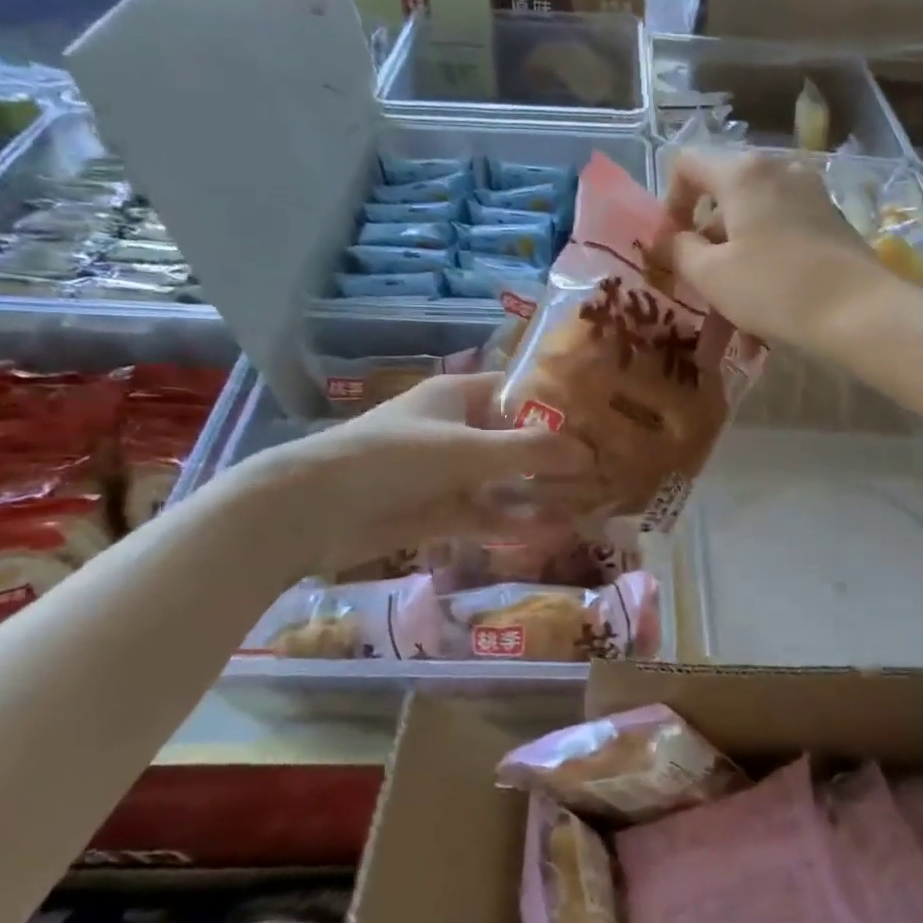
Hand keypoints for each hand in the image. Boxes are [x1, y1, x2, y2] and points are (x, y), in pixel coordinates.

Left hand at [227, 373, 596, 581]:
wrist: (319, 509)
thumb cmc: (396, 457)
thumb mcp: (468, 449)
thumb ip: (530, 452)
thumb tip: (589, 455)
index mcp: (457, 396)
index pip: (516, 391)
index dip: (554, 402)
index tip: (596, 416)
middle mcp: (456, 430)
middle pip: (515, 439)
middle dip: (553, 453)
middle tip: (603, 465)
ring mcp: (447, 474)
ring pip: (504, 481)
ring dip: (539, 491)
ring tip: (589, 501)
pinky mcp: (439, 512)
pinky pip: (486, 515)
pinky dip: (514, 522)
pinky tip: (551, 531)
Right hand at [663, 150, 891, 351]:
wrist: (860, 312)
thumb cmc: (774, 287)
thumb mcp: (711, 275)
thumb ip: (678, 251)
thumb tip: (667, 239)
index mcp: (743, 173)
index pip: (687, 165)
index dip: (669, 204)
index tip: (671, 247)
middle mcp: (777, 171)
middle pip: (723, 205)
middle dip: (705, 255)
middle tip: (697, 298)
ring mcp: (809, 197)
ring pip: (752, 233)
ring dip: (733, 278)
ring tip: (730, 334)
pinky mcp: (830, 224)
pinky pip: (781, 244)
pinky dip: (764, 276)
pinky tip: (761, 331)